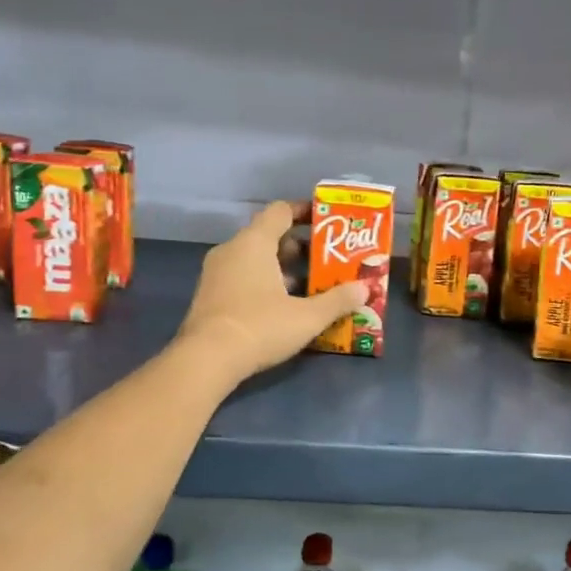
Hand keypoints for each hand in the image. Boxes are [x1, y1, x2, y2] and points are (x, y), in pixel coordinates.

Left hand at [175, 201, 366, 383]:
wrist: (206, 360)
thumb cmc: (260, 326)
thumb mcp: (307, 317)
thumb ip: (337, 300)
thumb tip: (365, 289)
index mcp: (254, 242)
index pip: (280, 211)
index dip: (305, 212)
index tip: (327, 221)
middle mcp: (231, 250)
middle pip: (268, 236)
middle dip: (298, 247)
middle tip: (325, 260)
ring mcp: (216, 273)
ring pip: (254, 259)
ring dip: (281, 268)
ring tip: (310, 285)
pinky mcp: (209, 296)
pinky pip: (242, 277)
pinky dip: (263, 283)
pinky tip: (283, 306)